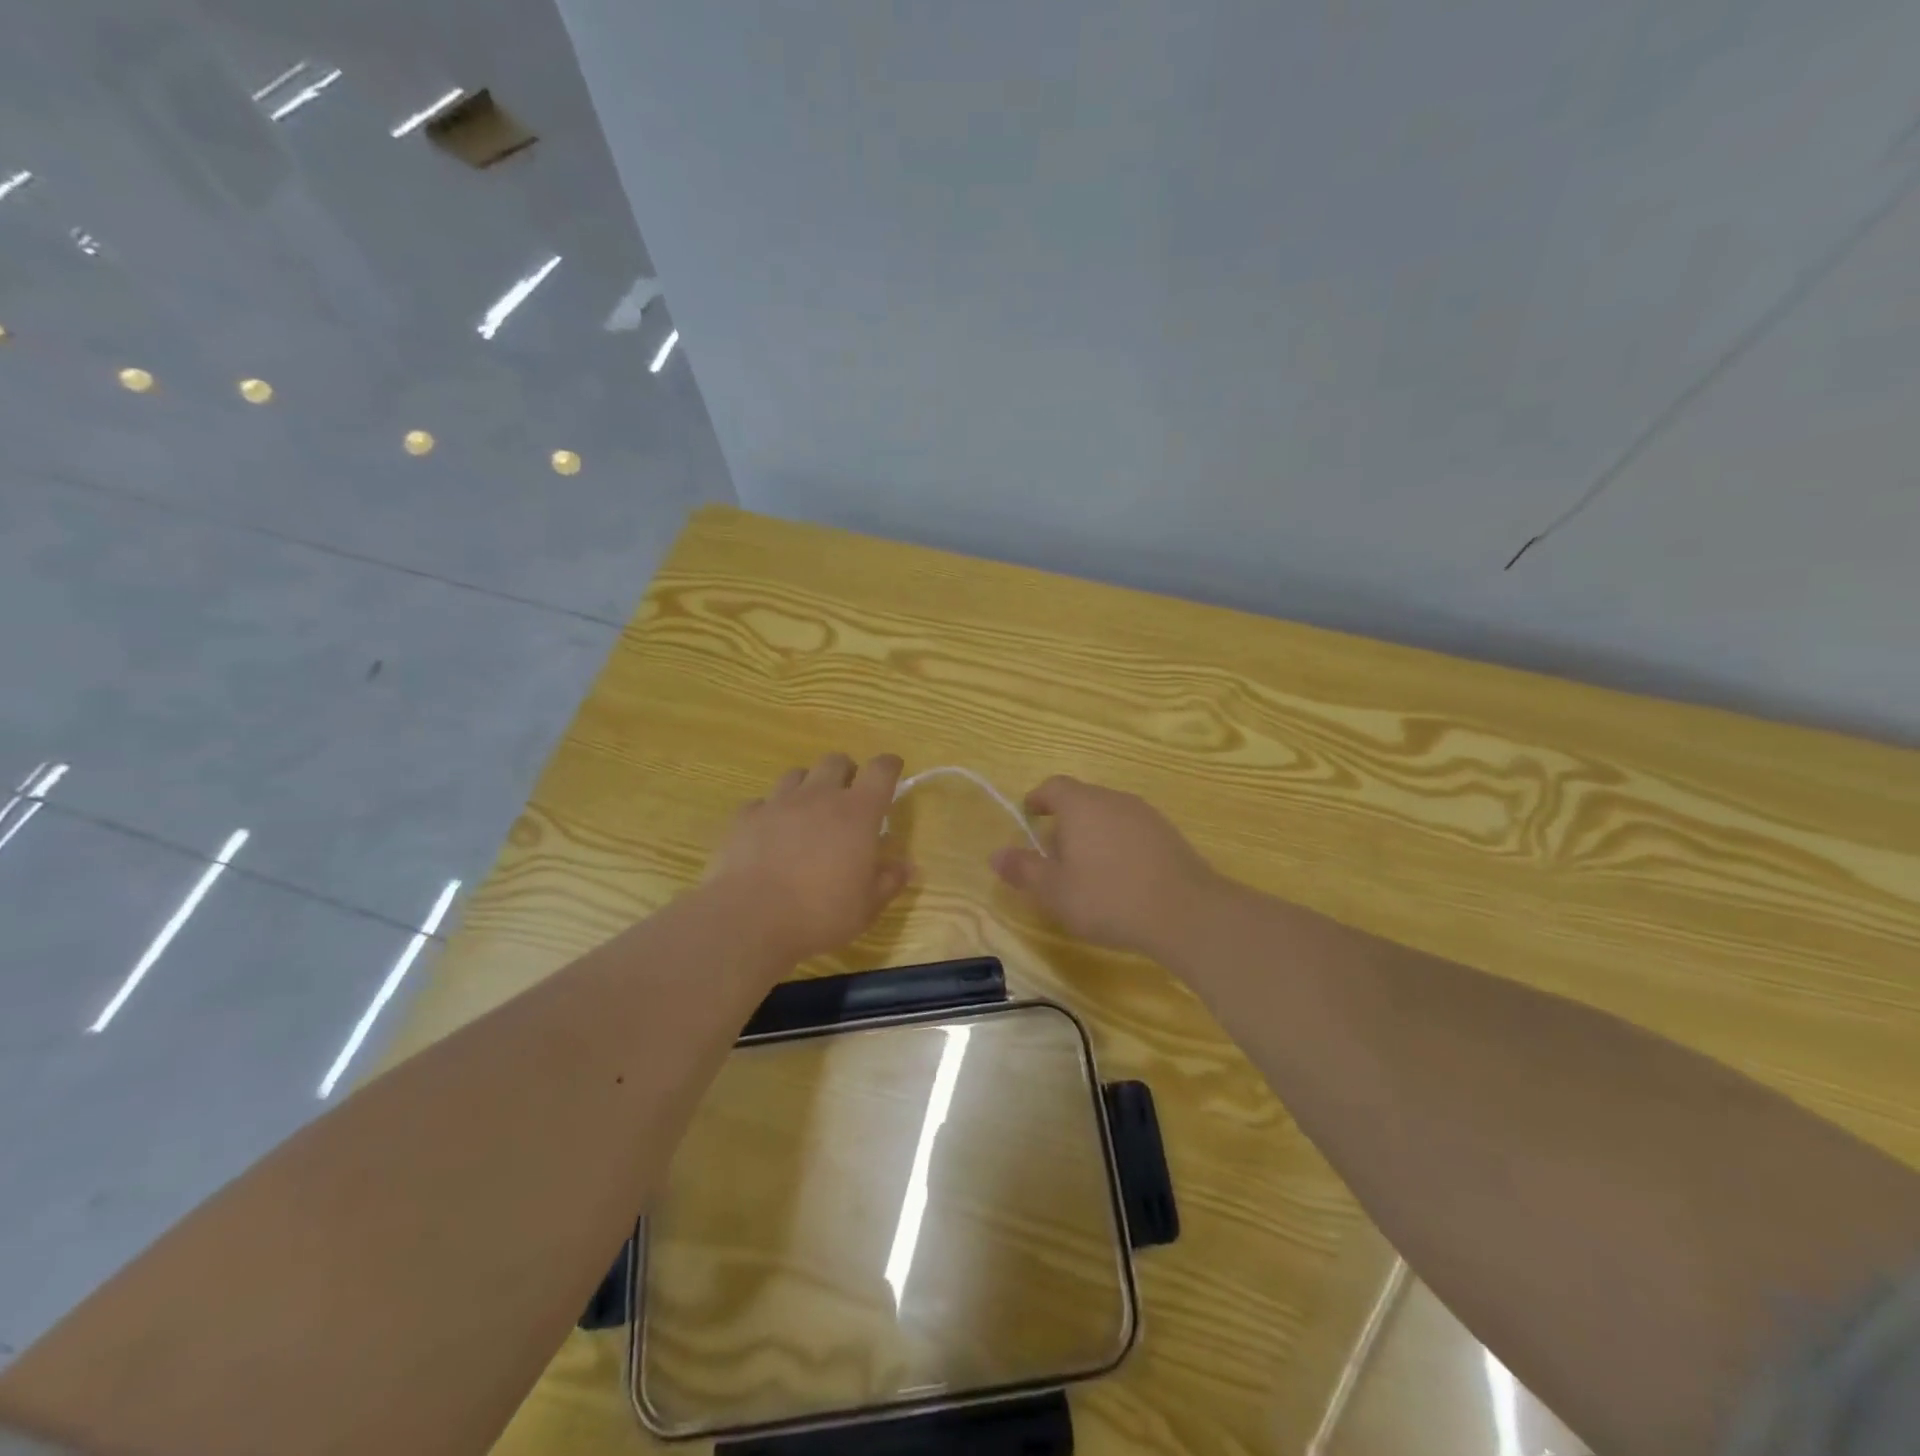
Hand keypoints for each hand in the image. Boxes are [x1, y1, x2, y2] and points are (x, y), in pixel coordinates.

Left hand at [708, 753, 913, 961]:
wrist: (750, 921)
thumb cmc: (820, 914)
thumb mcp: (866, 907)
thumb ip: (888, 881)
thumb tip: (906, 866)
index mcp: (857, 813)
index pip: (881, 770)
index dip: (889, 766)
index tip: (893, 770)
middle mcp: (819, 796)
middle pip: (836, 761)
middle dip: (847, 772)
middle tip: (848, 798)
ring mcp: (779, 803)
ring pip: (797, 774)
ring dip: (809, 786)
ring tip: (809, 812)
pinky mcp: (746, 817)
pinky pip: (762, 802)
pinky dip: (771, 811)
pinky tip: (771, 833)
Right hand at [991, 775, 1223, 956]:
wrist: (1185, 912)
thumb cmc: (1108, 898)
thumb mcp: (1055, 891)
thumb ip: (1024, 870)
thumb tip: (996, 855)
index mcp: (1081, 805)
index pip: (1053, 786)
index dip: (1038, 799)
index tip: (1029, 815)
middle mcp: (1114, 799)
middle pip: (1082, 800)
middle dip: (1064, 822)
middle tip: (1053, 856)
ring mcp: (1146, 815)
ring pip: (1108, 815)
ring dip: (1092, 834)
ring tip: (1086, 870)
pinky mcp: (1169, 835)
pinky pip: (1132, 831)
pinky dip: (1118, 845)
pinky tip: (1120, 878)